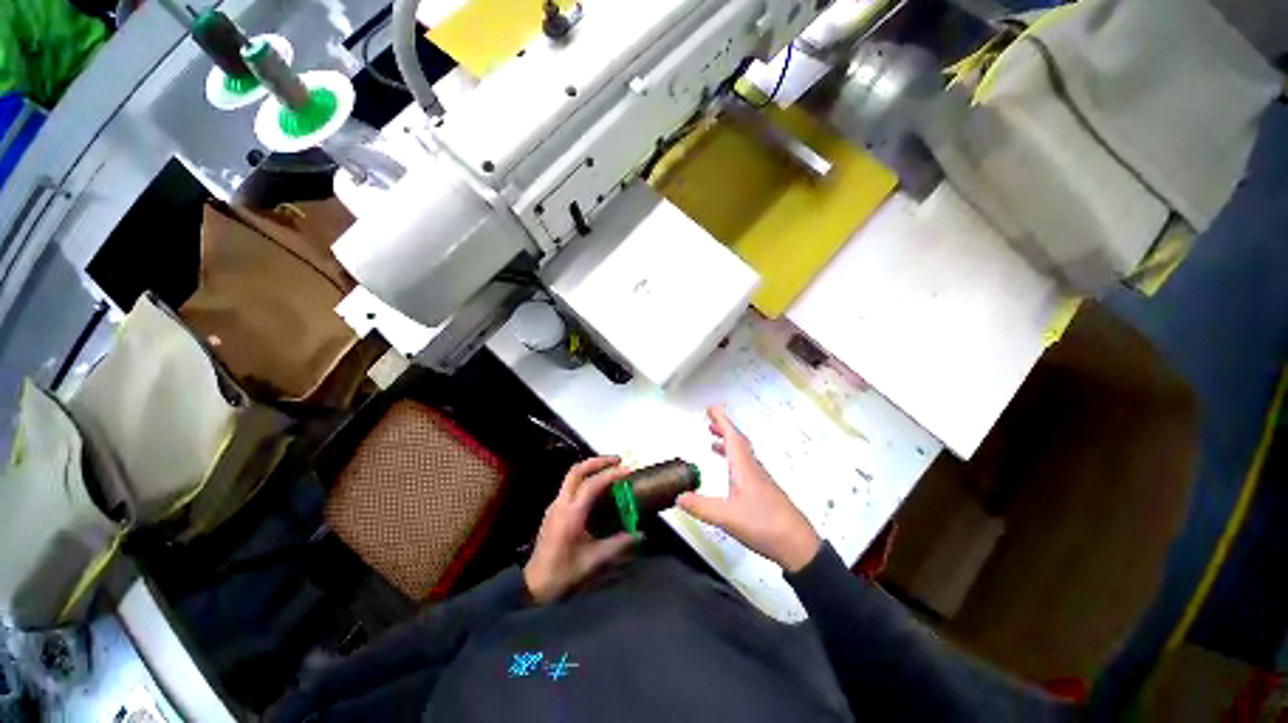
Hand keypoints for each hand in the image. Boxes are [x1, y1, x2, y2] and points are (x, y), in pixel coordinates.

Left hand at [524, 456, 637, 603]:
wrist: (533, 586)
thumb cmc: (564, 573)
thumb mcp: (594, 561)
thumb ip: (618, 545)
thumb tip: (639, 535)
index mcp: (571, 514)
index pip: (592, 484)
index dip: (611, 474)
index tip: (628, 471)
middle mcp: (561, 504)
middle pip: (577, 470)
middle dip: (598, 461)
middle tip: (618, 460)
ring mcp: (555, 505)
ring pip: (572, 475)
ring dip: (591, 467)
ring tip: (610, 469)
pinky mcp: (553, 510)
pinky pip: (570, 485)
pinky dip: (585, 478)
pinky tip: (597, 488)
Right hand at [677, 407, 820, 571]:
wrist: (798, 546)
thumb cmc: (764, 525)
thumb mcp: (726, 517)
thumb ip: (700, 506)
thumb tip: (678, 497)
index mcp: (744, 468)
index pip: (732, 437)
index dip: (721, 421)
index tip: (711, 408)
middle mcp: (753, 469)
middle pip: (738, 441)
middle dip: (724, 428)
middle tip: (709, 421)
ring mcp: (760, 480)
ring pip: (743, 453)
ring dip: (728, 443)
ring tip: (713, 441)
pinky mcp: (764, 491)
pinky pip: (746, 466)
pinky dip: (733, 459)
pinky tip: (728, 472)